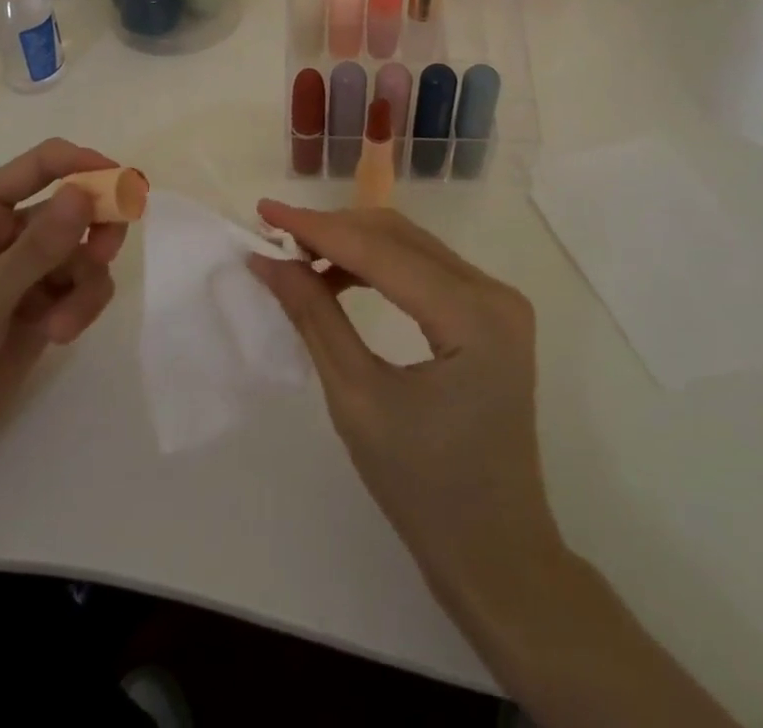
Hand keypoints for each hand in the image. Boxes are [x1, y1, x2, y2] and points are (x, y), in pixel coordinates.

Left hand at [0, 138, 126, 483]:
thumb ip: (41, 244)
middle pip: (76, 204)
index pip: (44, 163)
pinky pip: (84, 286)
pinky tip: (61, 334)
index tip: (124, 184)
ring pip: (86, 251)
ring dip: (85, 284)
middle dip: (96, 228)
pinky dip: (81, 306)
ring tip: (66, 321)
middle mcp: (10, 229)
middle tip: (106, 252)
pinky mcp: (44, 304)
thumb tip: (86, 192)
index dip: (85, 164)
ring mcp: (29, 268)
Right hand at [247, 201, 561, 599]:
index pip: (382, 251)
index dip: (318, 228)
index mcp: (473, 316)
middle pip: (400, 238)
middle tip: (276, 237)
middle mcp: (495, 292)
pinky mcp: (490, 313)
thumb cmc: (423, 489)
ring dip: (354, 244)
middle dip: (334, 231)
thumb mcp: (356, 399)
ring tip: (300, 258)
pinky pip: (425, 270)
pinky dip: (378, 266)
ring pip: (411, 247)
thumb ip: (314, 318)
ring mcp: (498, 301)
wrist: (495, 552)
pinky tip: (339, 279)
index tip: (264, 210)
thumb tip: (269, 260)